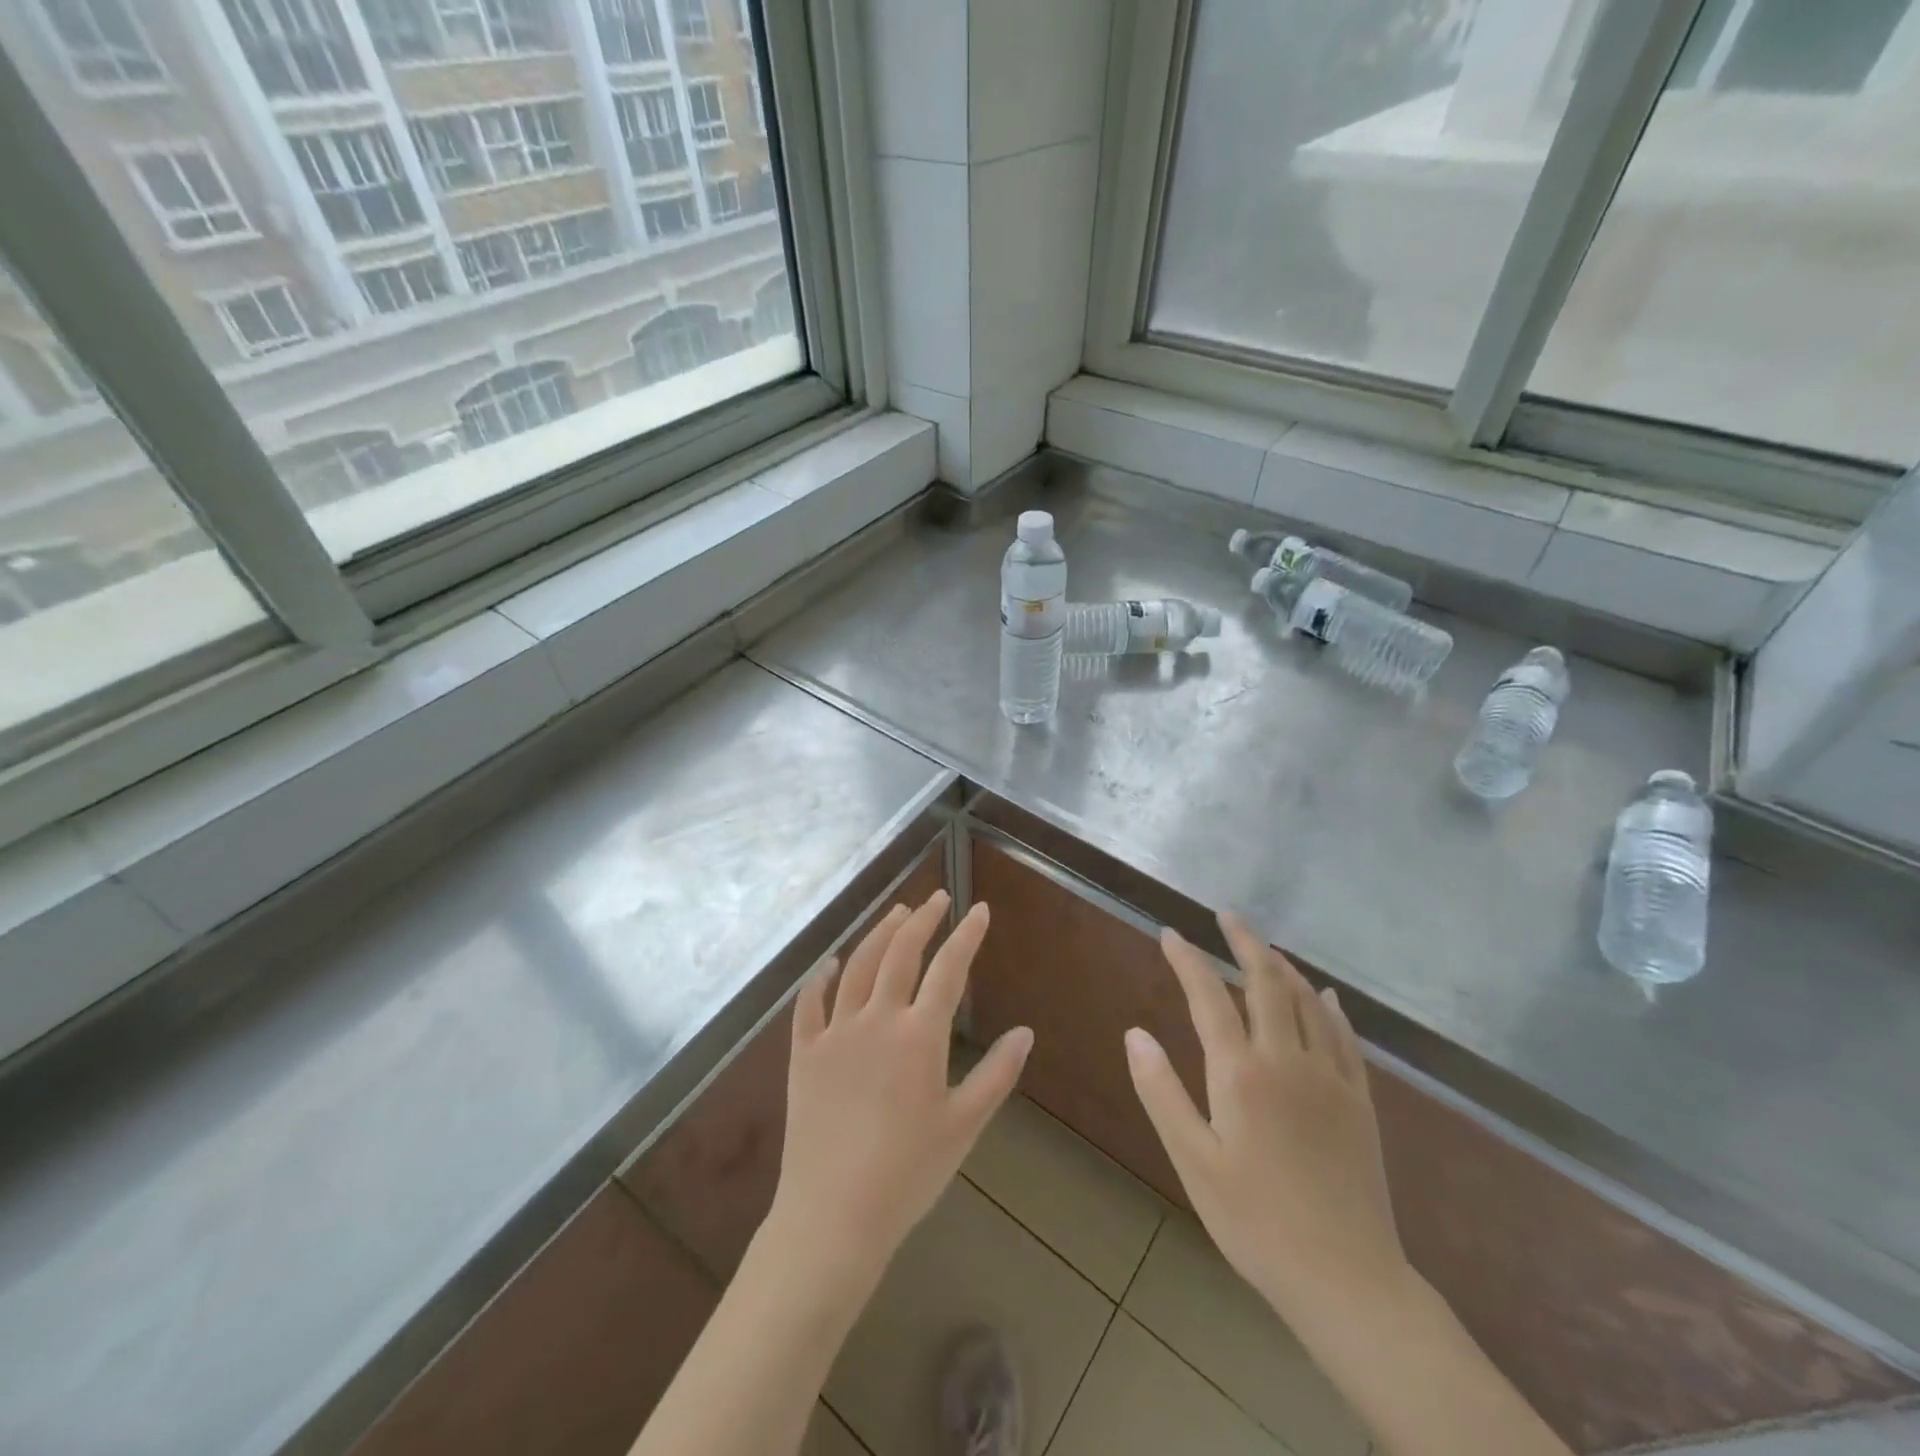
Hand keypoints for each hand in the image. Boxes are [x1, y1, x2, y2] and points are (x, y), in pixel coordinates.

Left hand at [767, 891, 1032, 1294]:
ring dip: (879, 935)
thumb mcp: (964, 1126)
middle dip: (922, 920)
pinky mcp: (803, 1053)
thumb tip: (1025, 1032)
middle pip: (900, 954)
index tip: (979, 909)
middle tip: (937, 899)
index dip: (966, 935)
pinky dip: (820, 978)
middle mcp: (876, 1019)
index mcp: (919, 1035)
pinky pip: (809, 1004)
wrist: (833, 1215)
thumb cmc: (908, 1174)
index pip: (948, 969)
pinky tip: (830, 963)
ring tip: (896, 913)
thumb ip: (997, 1075)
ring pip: (858, 966)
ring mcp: (835, 1033)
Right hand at [1126, 913, 1408, 1325]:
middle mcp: (1287, 1061)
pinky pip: (1346, 1037)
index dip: (1187, 959)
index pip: (1208, 997)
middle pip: (1266, 982)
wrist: (1347, 1280)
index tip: (1170, 933)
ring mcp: (1330, 1078)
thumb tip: (1134, 1033)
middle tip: (1226, 916)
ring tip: (1264, 946)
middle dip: (1244, 942)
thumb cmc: (1255, 1222)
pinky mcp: (1360, 1101)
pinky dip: (1331, 1006)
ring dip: (1283, 966)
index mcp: (1241, 1073)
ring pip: (1308, 1001)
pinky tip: (1326, 995)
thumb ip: (1161, 1092)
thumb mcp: (1193, 1162)